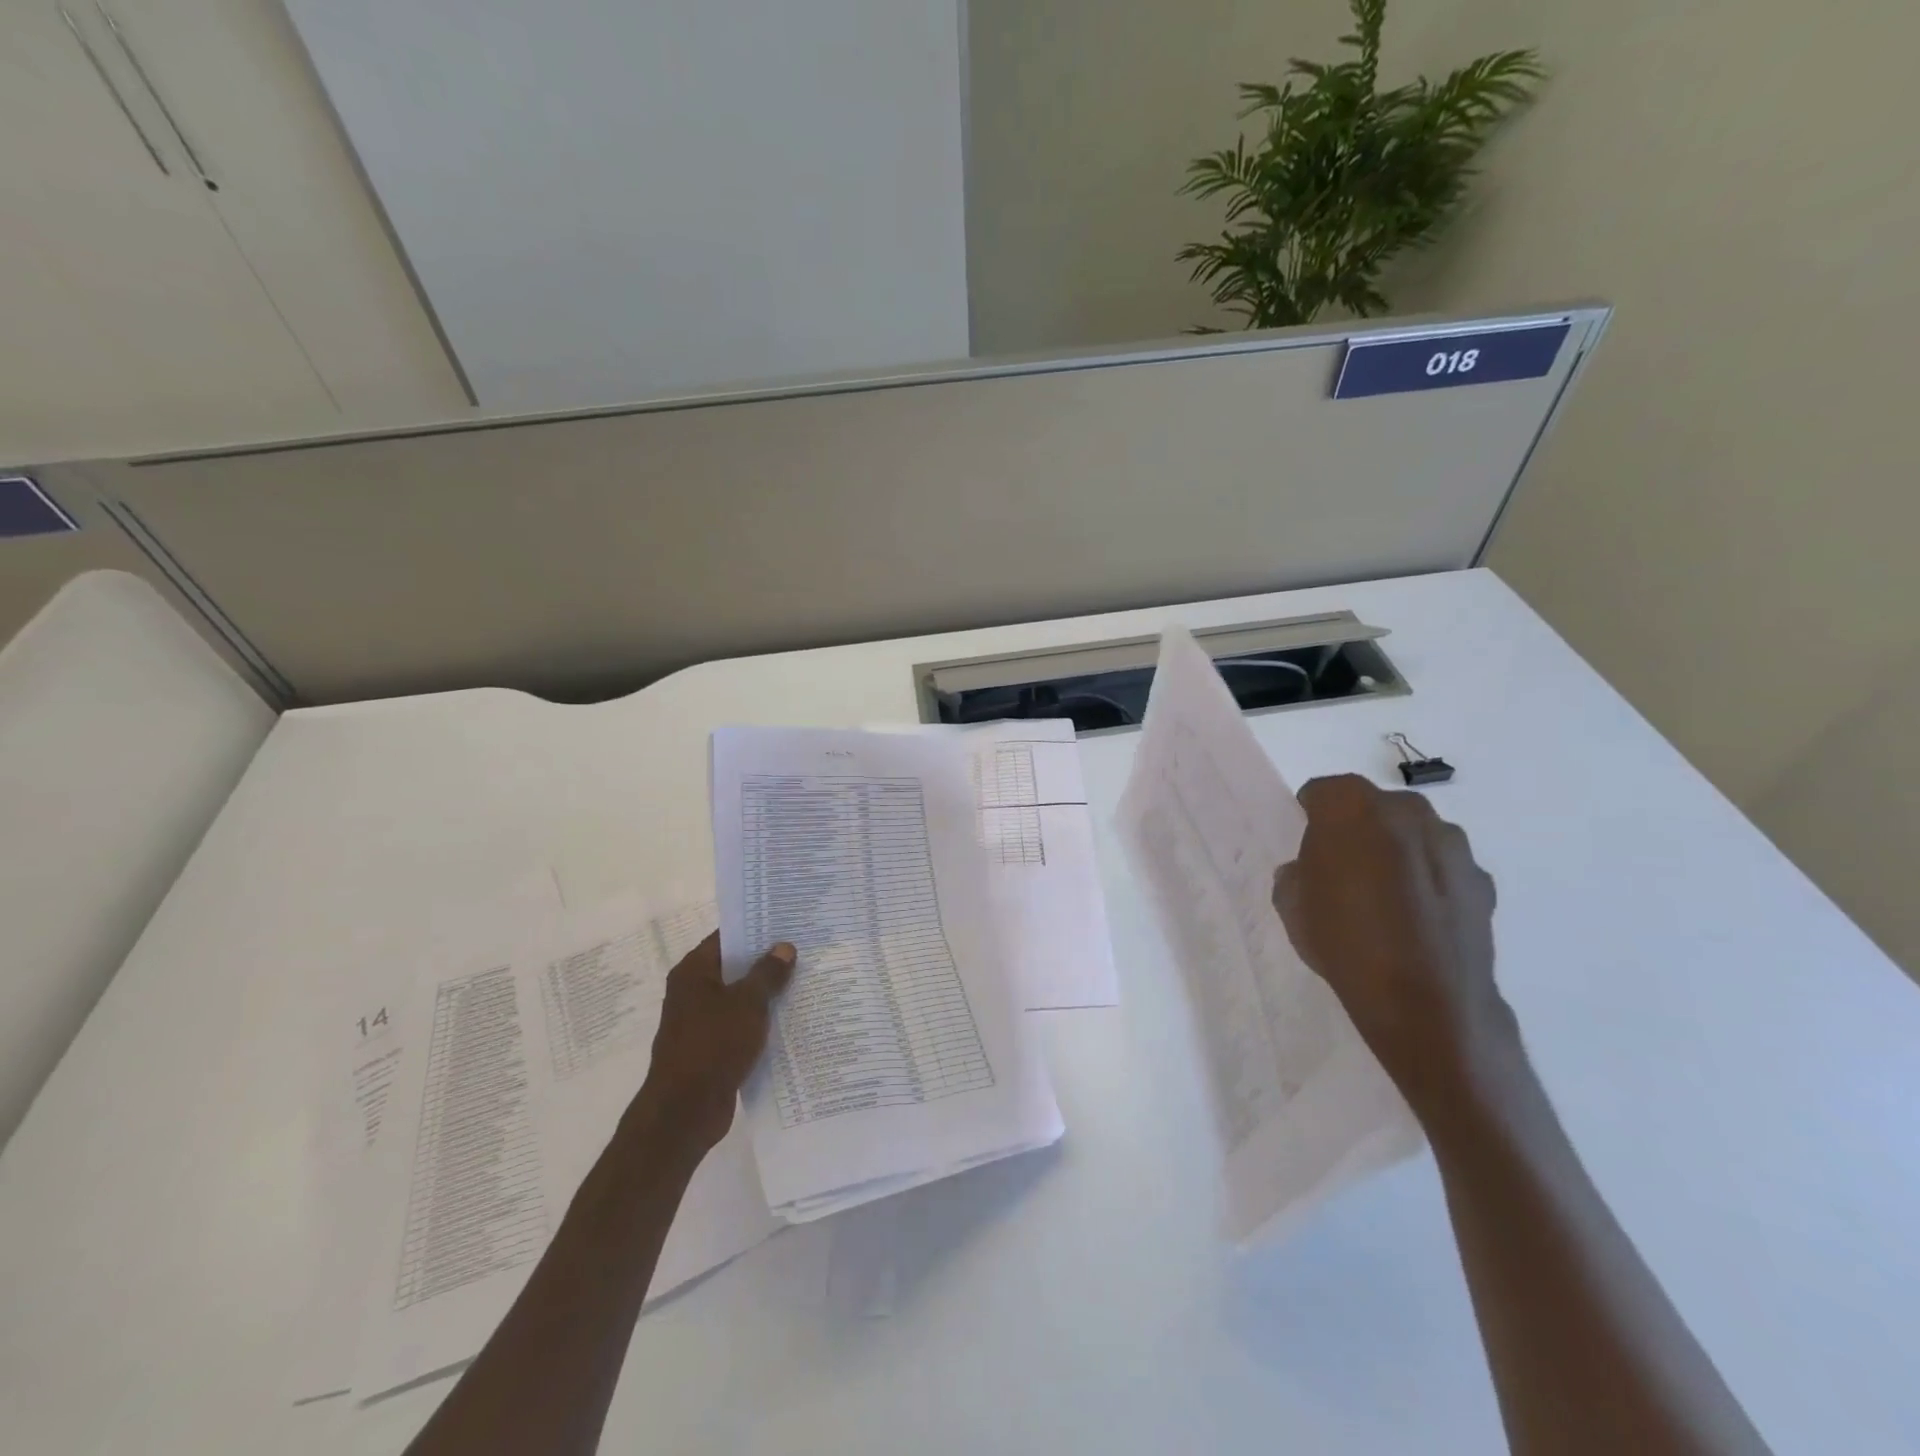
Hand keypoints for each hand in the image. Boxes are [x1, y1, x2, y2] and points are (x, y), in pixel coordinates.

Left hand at [631, 932, 794, 1157]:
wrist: (684, 1111)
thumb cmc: (714, 1045)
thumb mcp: (748, 1002)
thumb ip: (768, 973)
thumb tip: (784, 947)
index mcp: (694, 972)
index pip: (727, 937)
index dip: (755, 928)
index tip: (787, 923)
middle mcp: (692, 991)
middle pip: (734, 966)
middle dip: (766, 960)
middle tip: (803, 949)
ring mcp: (699, 1021)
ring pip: (738, 997)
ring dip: (765, 993)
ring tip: (804, 981)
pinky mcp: (709, 1048)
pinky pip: (739, 1024)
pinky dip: (759, 1020)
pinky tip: (789, 1020)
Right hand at [1272, 775, 1511, 1113]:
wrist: (1427, 1005)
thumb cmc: (1345, 943)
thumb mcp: (1292, 906)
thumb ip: (1297, 874)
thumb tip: (1311, 871)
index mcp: (1350, 807)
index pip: (1320, 793)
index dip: (1309, 818)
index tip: (1306, 850)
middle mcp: (1406, 810)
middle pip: (1371, 808)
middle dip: (1356, 831)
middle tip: (1343, 874)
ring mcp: (1451, 843)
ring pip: (1411, 835)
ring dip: (1396, 854)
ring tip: (1385, 902)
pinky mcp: (1482, 879)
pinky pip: (1443, 867)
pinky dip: (1429, 883)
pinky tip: (1418, 923)